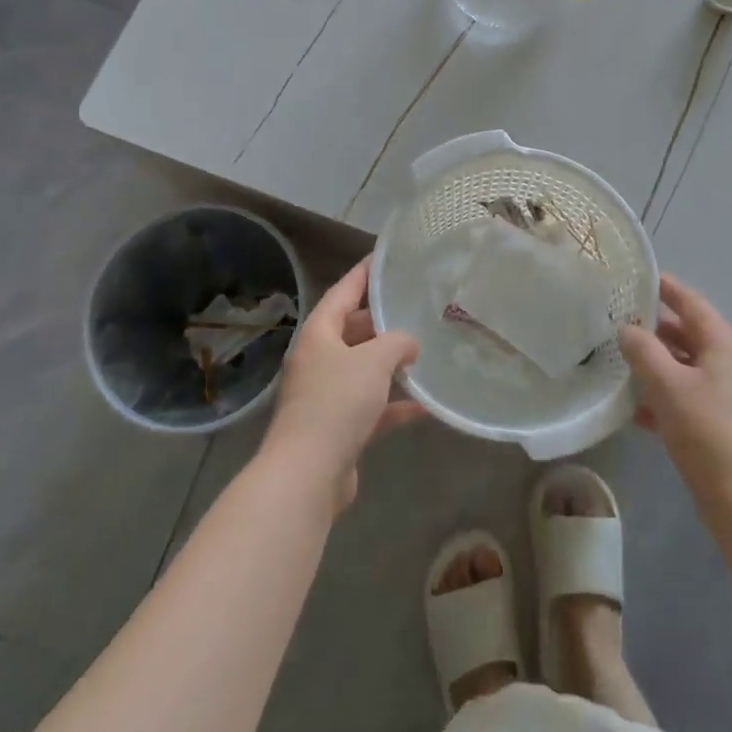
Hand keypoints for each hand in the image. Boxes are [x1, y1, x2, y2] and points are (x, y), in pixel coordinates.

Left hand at [263, 256, 422, 511]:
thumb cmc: (337, 403)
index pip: (343, 292)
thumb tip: (408, 344)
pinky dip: (393, 406)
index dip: (363, 274)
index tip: (382, 257)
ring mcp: (325, 396)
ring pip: (361, 370)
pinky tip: (424, 407)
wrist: (307, 474)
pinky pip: (370, 408)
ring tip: (422, 353)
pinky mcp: (336, 429)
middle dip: (381, 323)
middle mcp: (318, 361)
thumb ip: (397, 343)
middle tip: (413, 310)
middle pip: (352, 331)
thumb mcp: (374, 361)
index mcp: (318, 335)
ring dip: (388, 365)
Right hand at [618, 274, 731, 495]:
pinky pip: (687, 399)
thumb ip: (644, 351)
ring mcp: (728, 398)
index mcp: (724, 346)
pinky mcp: (721, 427)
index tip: (638, 277)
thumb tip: (628, 330)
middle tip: (616, 320)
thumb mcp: (668, 384)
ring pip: (685, 369)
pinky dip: (662, 398)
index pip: (691, 304)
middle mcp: (730, 365)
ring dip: (655, 365)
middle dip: (654, 328)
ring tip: (618, 360)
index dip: (666, 288)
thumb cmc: (708, 431)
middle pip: (688, 335)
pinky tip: (634, 411)